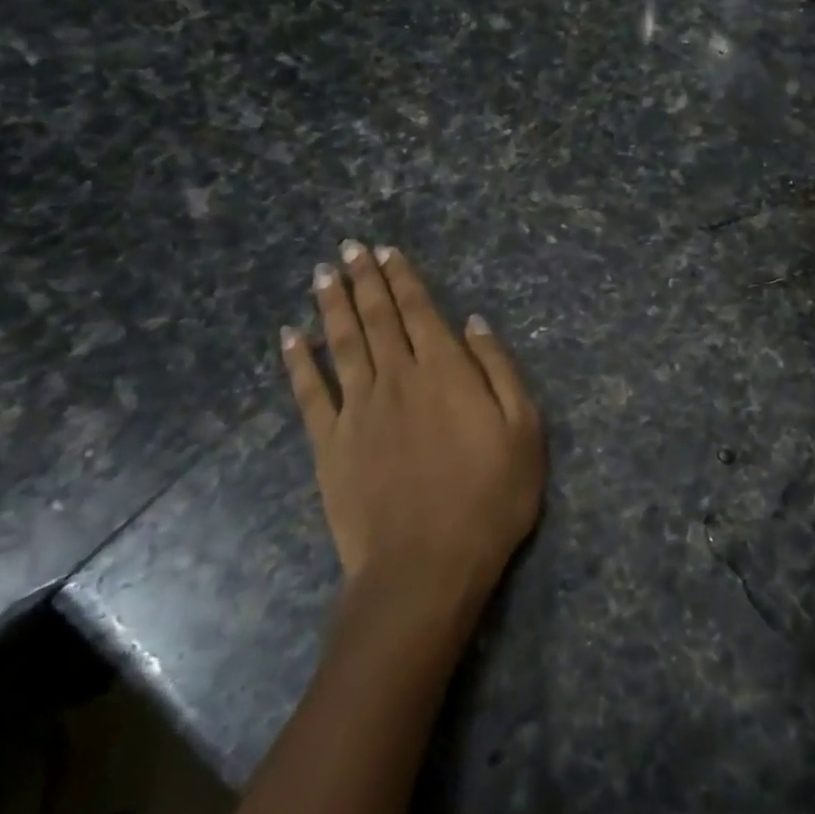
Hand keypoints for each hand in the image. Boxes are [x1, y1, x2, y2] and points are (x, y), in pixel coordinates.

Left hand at [281, 243, 544, 596]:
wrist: (426, 565)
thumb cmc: (490, 498)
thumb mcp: (525, 430)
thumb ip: (498, 369)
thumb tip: (474, 322)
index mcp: (446, 371)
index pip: (420, 311)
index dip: (403, 279)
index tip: (386, 251)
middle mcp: (398, 378)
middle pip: (378, 318)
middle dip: (365, 280)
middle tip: (349, 248)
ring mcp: (358, 410)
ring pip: (342, 343)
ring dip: (332, 306)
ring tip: (324, 274)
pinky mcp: (330, 444)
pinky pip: (309, 393)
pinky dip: (297, 361)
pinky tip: (289, 336)